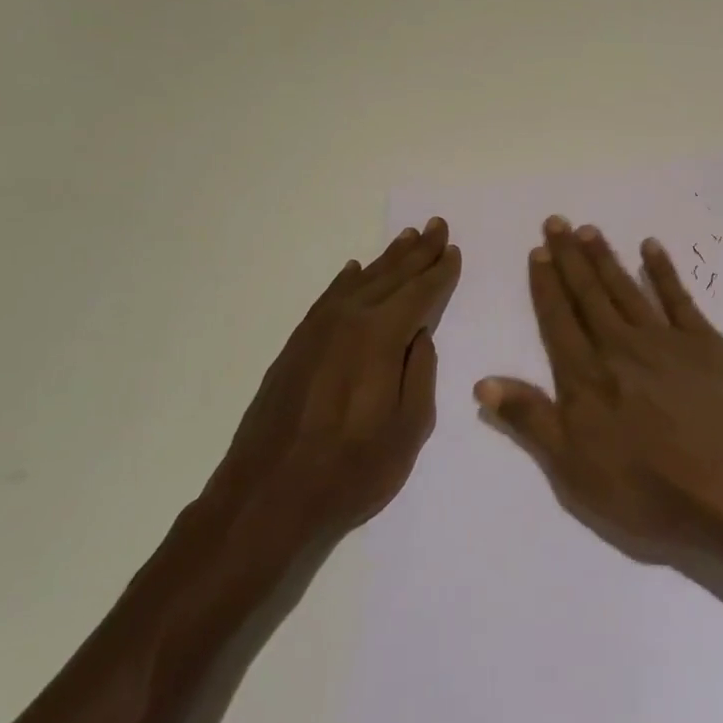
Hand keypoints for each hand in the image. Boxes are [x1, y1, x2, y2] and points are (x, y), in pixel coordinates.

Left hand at [214, 218, 461, 545]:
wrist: (267, 497)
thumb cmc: (351, 470)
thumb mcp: (409, 428)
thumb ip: (420, 373)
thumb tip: (420, 336)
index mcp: (381, 336)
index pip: (420, 293)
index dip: (441, 272)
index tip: (455, 250)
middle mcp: (349, 320)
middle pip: (391, 276)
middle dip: (418, 251)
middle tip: (437, 225)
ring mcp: (317, 331)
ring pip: (360, 282)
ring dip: (386, 259)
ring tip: (407, 237)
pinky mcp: (296, 346)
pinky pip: (327, 299)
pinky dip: (345, 281)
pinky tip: (354, 271)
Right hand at [474, 216, 722, 564]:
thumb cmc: (652, 490)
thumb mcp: (576, 471)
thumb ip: (531, 420)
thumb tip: (483, 381)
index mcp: (587, 377)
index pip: (558, 321)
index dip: (545, 286)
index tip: (536, 251)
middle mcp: (620, 346)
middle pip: (589, 294)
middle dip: (569, 258)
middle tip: (556, 222)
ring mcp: (665, 340)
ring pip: (626, 288)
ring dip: (605, 258)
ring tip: (588, 230)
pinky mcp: (705, 343)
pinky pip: (677, 296)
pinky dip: (663, 270)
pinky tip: (651, 248)